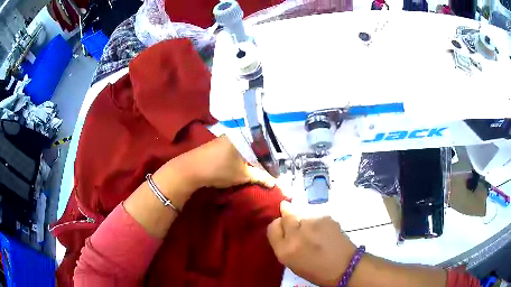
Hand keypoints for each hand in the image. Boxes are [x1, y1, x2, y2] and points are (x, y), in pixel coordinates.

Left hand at [152, 136, 274, 209]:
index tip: (279, 166)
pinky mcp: (219, 143)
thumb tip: (275, 183)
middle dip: (263, 157)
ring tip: (260, 168)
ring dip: (253, 157)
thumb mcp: (242, 175)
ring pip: (246, 147)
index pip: (265, 145)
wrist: (190, 169)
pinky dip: (243, 156)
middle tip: (271, 168)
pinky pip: (237, 148)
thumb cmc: (219, 170)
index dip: (273, 157)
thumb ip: (261, 177)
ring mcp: (226, 138)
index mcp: (245, 137)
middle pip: (255, 145)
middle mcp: (237, 134)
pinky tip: (245, 164)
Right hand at [267, 201, 355, 285]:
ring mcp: (311, 224)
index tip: (284, 231)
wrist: (345, 266)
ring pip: (301, 214)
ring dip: (304, 221)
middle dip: (289, 219)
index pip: (272, 227)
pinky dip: (317, 222)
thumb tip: (282, 226)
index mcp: (284, 250)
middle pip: (285, 216)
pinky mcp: (325, 217)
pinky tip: (324, 232)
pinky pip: (315, 216)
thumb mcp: (292, 262)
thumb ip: (284, 244)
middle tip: (299, 228)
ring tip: (315, 233)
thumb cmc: (316, 270)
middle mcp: (295, 234)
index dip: (278, 227)